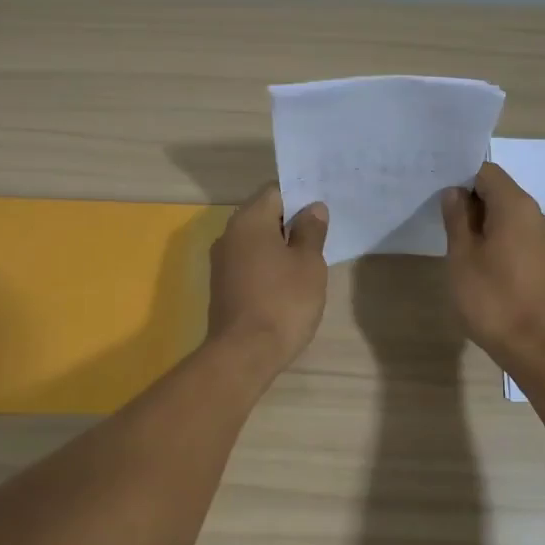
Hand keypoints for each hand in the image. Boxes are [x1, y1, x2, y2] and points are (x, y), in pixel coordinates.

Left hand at [206, 184, 329, 369]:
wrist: (244, 353)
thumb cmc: (283, 301)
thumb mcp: (309, 263)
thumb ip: (311, 231)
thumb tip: (313, 208)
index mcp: (249, 220)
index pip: (275, 191)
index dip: (301, 197)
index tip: (322, 211)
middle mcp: (229, 234)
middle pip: (264, 214)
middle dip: (291, 222)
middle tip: (322, 234)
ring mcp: (222, 261)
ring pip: (256, 240)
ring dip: (280, 245)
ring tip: (309, 259)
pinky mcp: (222, 285)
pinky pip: (249, 262)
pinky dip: (268, 264)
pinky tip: (288, 281)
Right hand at [440, 162, 544, 366]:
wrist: (538, 347)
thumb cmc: (493, 298)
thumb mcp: (462, 257)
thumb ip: (457, 219)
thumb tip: (455, 193)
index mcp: (516, 206)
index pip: (487, 172)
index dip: (461, 178)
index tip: (439, 195)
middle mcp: (536, 215)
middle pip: (500, 193)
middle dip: (471, 202)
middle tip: (442, 221)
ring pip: (510, 218)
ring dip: (484, 225)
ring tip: (459, 247)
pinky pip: (519, 238)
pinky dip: (499, 242)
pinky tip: (482, 266)